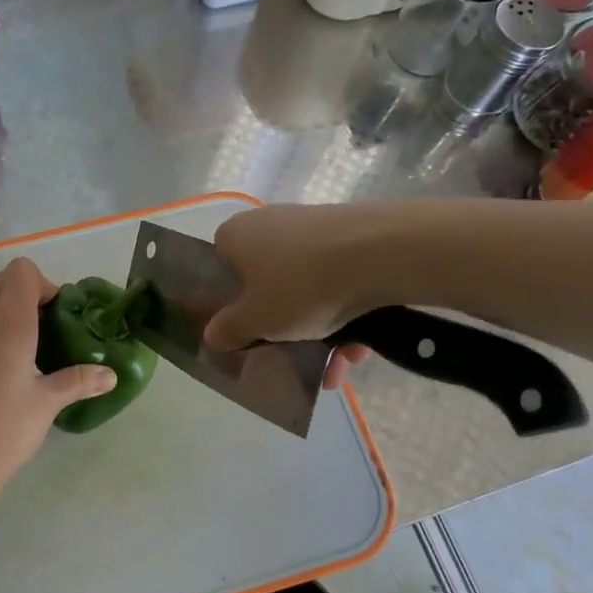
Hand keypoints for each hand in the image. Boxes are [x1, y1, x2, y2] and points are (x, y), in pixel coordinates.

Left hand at [0, 258, 115, 491]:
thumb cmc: (6, 428)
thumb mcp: (48, 403)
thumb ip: (79, 380)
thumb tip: (111, 375)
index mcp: (8, 320)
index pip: (22, 271)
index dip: (42, 286)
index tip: (52, 317)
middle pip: (0, 281)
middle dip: (21, 296)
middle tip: (38, 332)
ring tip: (8, 344)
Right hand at [203, 205, 378, 390]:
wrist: (380, 255)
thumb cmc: (300, 286)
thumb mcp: (255, 321)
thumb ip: (228, 330)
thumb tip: (213, 334)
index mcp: (236, 235)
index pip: (220, 266)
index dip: (229, 300)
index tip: (243, 328)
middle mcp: (270, 223)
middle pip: (267, 282)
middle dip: (281, 325)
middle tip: (290, 356)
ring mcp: (313, 227)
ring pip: (307, 288)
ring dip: (319, 331)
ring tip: (335, 370)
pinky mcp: (350, 237)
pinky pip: (338, 282)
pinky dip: (345, 316)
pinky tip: (359, 351)